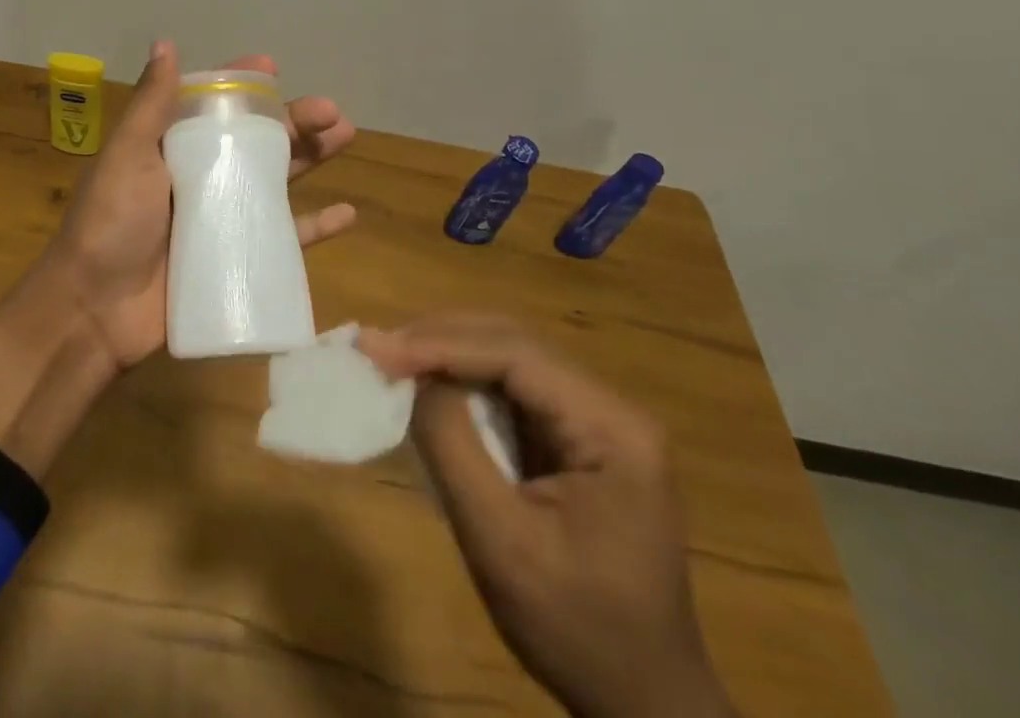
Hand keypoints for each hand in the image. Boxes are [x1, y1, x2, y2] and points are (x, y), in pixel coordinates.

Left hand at [39, 41, 356, 368]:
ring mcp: (219, 217)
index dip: (245, 85)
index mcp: (172, 146)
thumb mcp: (127, 154)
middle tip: (332, 113)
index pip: (214, 104)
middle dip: (294, 121)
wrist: (95, 310)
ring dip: (311, 158)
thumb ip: (151, 103)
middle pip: (256, 140)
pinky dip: (314, 227)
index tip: (274, 68)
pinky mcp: (234, 258)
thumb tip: (165, 42)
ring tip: (345, 137)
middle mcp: (200, 175)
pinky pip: (282, 238)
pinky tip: (347, 214)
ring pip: (276, 180)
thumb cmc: (109, 222)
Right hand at [362, 316, 734, 717]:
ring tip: (393, 357)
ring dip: (448, 353)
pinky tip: (429, 384)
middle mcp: (610, 407)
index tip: (377, 348)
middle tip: (377, 347)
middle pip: (513, 344)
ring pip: (509, 358)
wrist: (641, 703)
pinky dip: (464, 381)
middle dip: (440, 339)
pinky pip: (512, 390)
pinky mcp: (576, 438)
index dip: (440, 344)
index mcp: (612, 427)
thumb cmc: (575, 628)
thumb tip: (414, 377)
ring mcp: (596, 420)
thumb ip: (453, 445)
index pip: (515, 355)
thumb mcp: (501, 541)